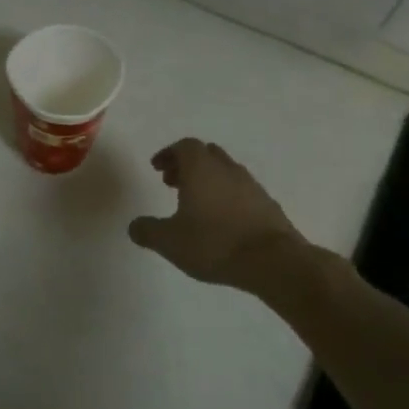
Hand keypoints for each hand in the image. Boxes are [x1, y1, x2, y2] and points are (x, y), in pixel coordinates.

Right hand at [128, 139, 313, 297]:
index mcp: (201, 169)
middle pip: (206, 154)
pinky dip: (227, 197)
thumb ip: (147, 231)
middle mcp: (227, 170)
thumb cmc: (214, 243)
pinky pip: (241, 191)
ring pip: (225, 172)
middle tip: (172, 183)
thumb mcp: (169, 241)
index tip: (157, 169)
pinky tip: (222, 221)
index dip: (168, 154)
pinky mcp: (268, 205)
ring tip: (195, 204)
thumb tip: (135, 226)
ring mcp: (251, 186)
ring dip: (208, 180)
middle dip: (187, 164)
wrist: (274, 262)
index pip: (184, 146)